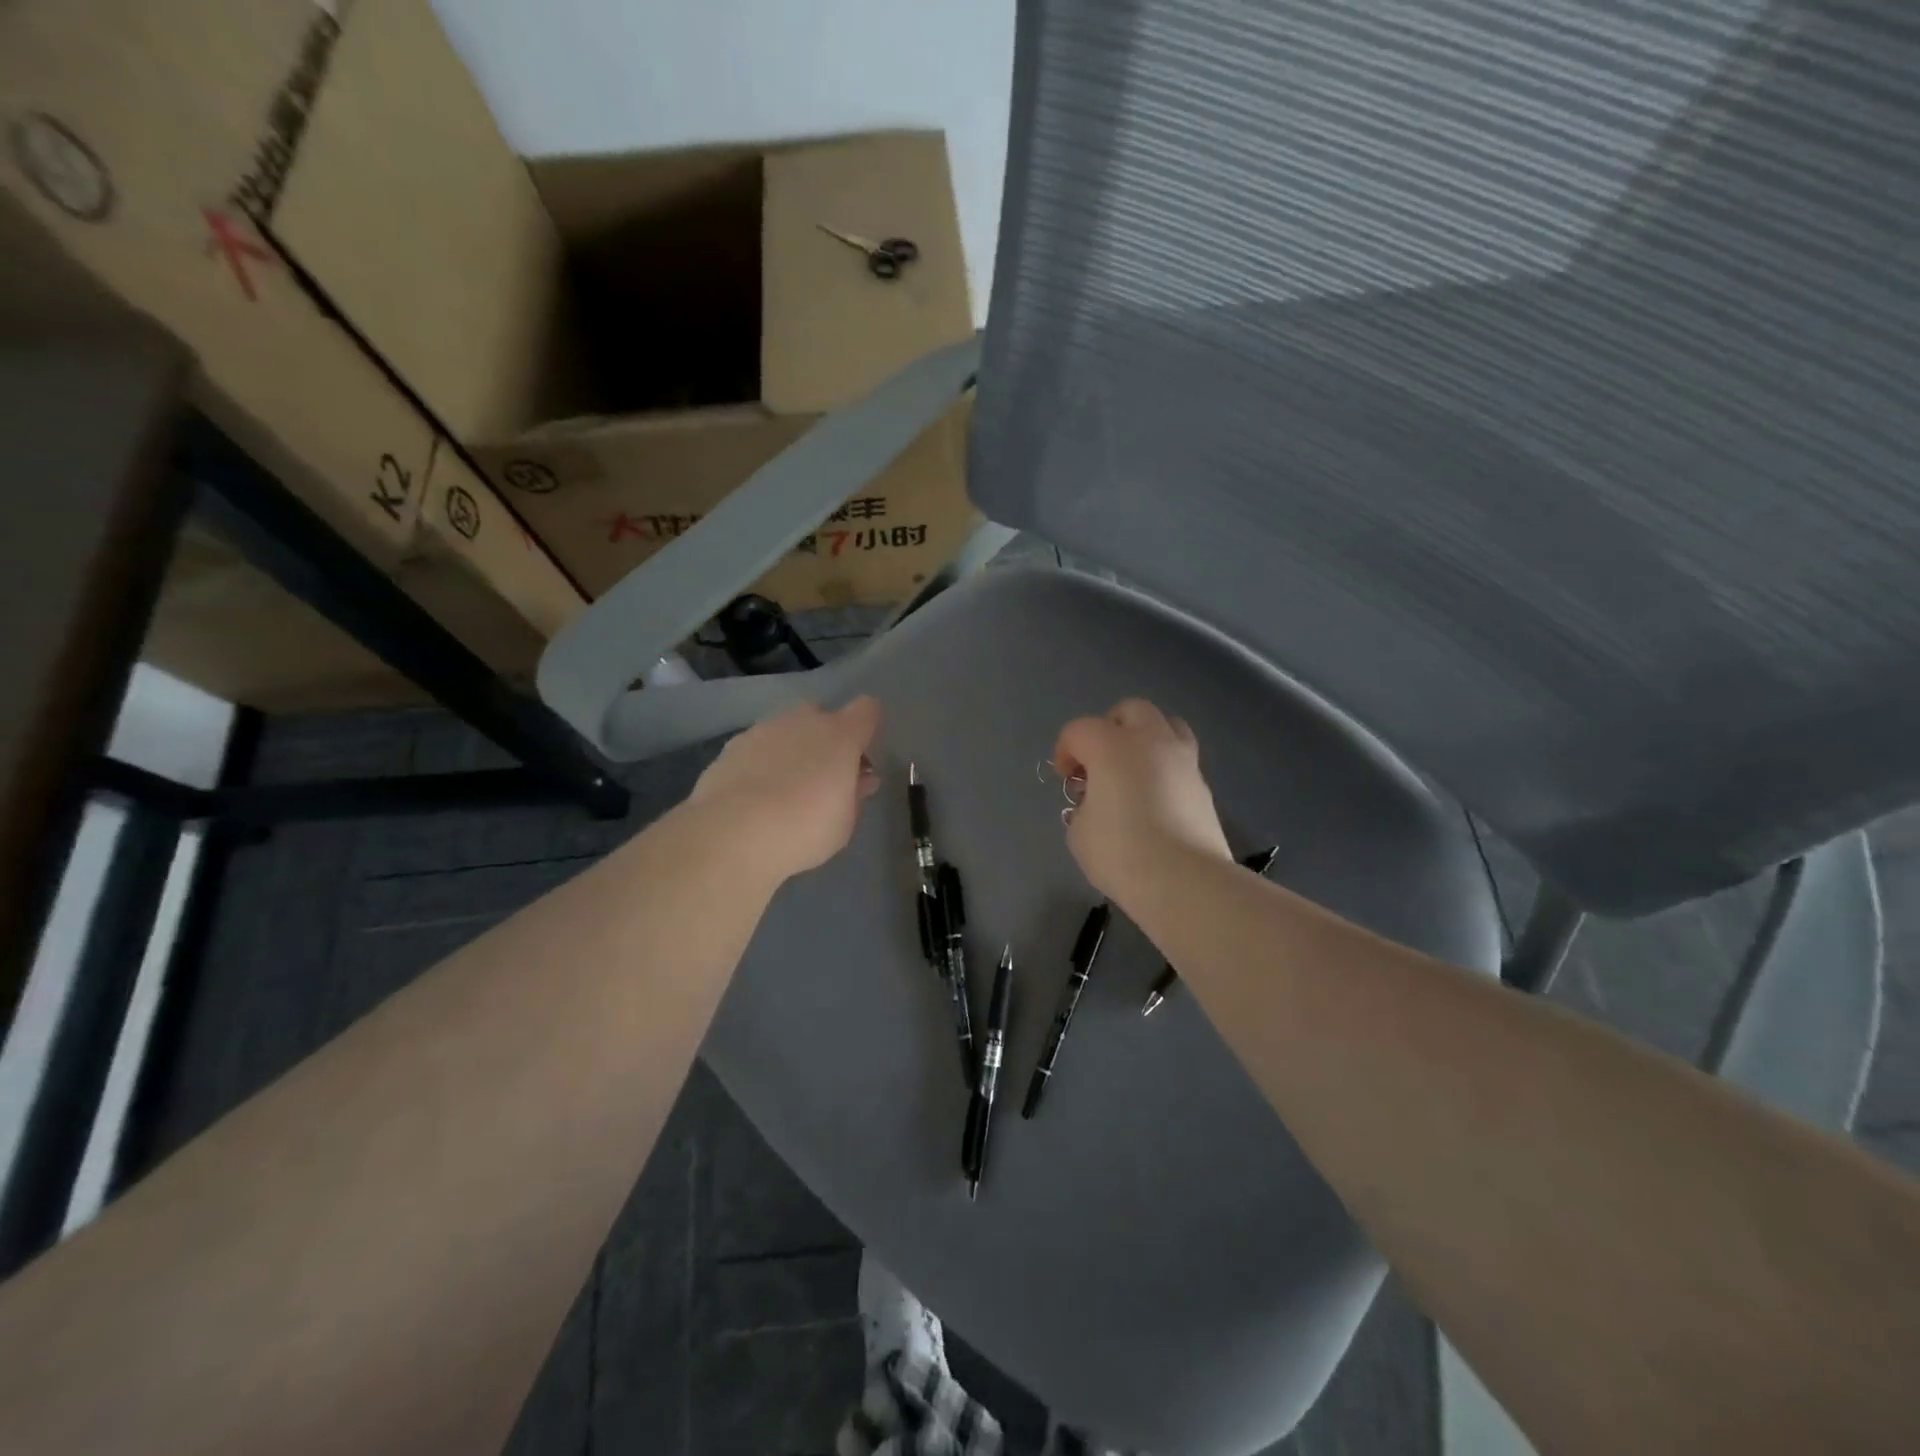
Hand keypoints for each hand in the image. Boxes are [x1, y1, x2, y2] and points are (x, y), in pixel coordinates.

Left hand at [690, 697, 882, 881]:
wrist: (732, 834)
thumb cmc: (805, 829)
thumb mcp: (845, 822)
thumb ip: (855, 794)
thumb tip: (861, 779)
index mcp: (840, 736)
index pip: (866, 709)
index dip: (867, 727)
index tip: (860, 758)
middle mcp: (803, 722)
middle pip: (821, 714)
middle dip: (824, 738)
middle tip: (822, 776)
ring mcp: (763, 730)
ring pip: (785, 729)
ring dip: (791, 749)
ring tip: (784, 790)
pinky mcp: (732, 746)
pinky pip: (757, 747)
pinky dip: (760, 763)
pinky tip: (754, 795)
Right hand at [1052, 698, 1231, 901]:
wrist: (1185, 881)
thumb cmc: (1121, 853)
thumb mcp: (1080, 832)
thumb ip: (1083, 807)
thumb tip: (1097, 804)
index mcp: (1111, 746)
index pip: (1079, 730)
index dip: (1065, 752)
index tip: (1066, 781)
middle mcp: (1150, 740)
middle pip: (1129, 711)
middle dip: (1109, 728)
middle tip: (1099, 763)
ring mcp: (1183, 760)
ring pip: (1165, 726)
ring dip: (1144, 740)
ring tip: (1133, 772)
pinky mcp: (1204, 784)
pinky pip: (1180, 759)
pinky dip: (1164, 768)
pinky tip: (1155, 799)